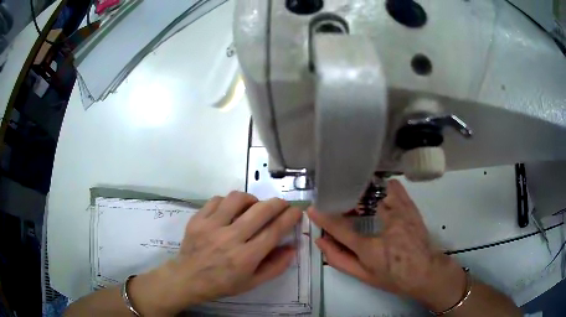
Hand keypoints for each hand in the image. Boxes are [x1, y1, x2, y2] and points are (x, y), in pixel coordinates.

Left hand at [130, 192, 301, 315]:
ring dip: (252, 199)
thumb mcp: (252, 282)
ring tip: (254, 207)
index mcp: (245, 257)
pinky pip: (217, 199)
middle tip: (282, 205)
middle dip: (277, 203)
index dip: (289, 218)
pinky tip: (231, 210)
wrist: (188, 278)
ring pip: (238, 199)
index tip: (297, 211)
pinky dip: (229, 201)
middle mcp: (230, 238)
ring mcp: (211, 226)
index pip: (274, 231)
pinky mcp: (198, 219)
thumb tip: (293, 248)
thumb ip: (275, 266)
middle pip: (260, 211)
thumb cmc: (222, 283)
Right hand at [308, 180, 465, 311]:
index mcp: (370, 249)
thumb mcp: (364, 276)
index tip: (313, 208)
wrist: (426, 272)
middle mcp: (385, 227)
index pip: (340, 229)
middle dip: (344, 199)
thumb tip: (321, 242)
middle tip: (338, 200)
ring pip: (377, 190)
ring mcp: (400, 214)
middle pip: (358, 203)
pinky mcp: (411, 208)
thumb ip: (340, 260)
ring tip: (357, 194)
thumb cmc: (394, 277)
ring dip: (363, 191)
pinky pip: (395, 188)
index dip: (324, 218)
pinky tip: (379, 191)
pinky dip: (384, 186)